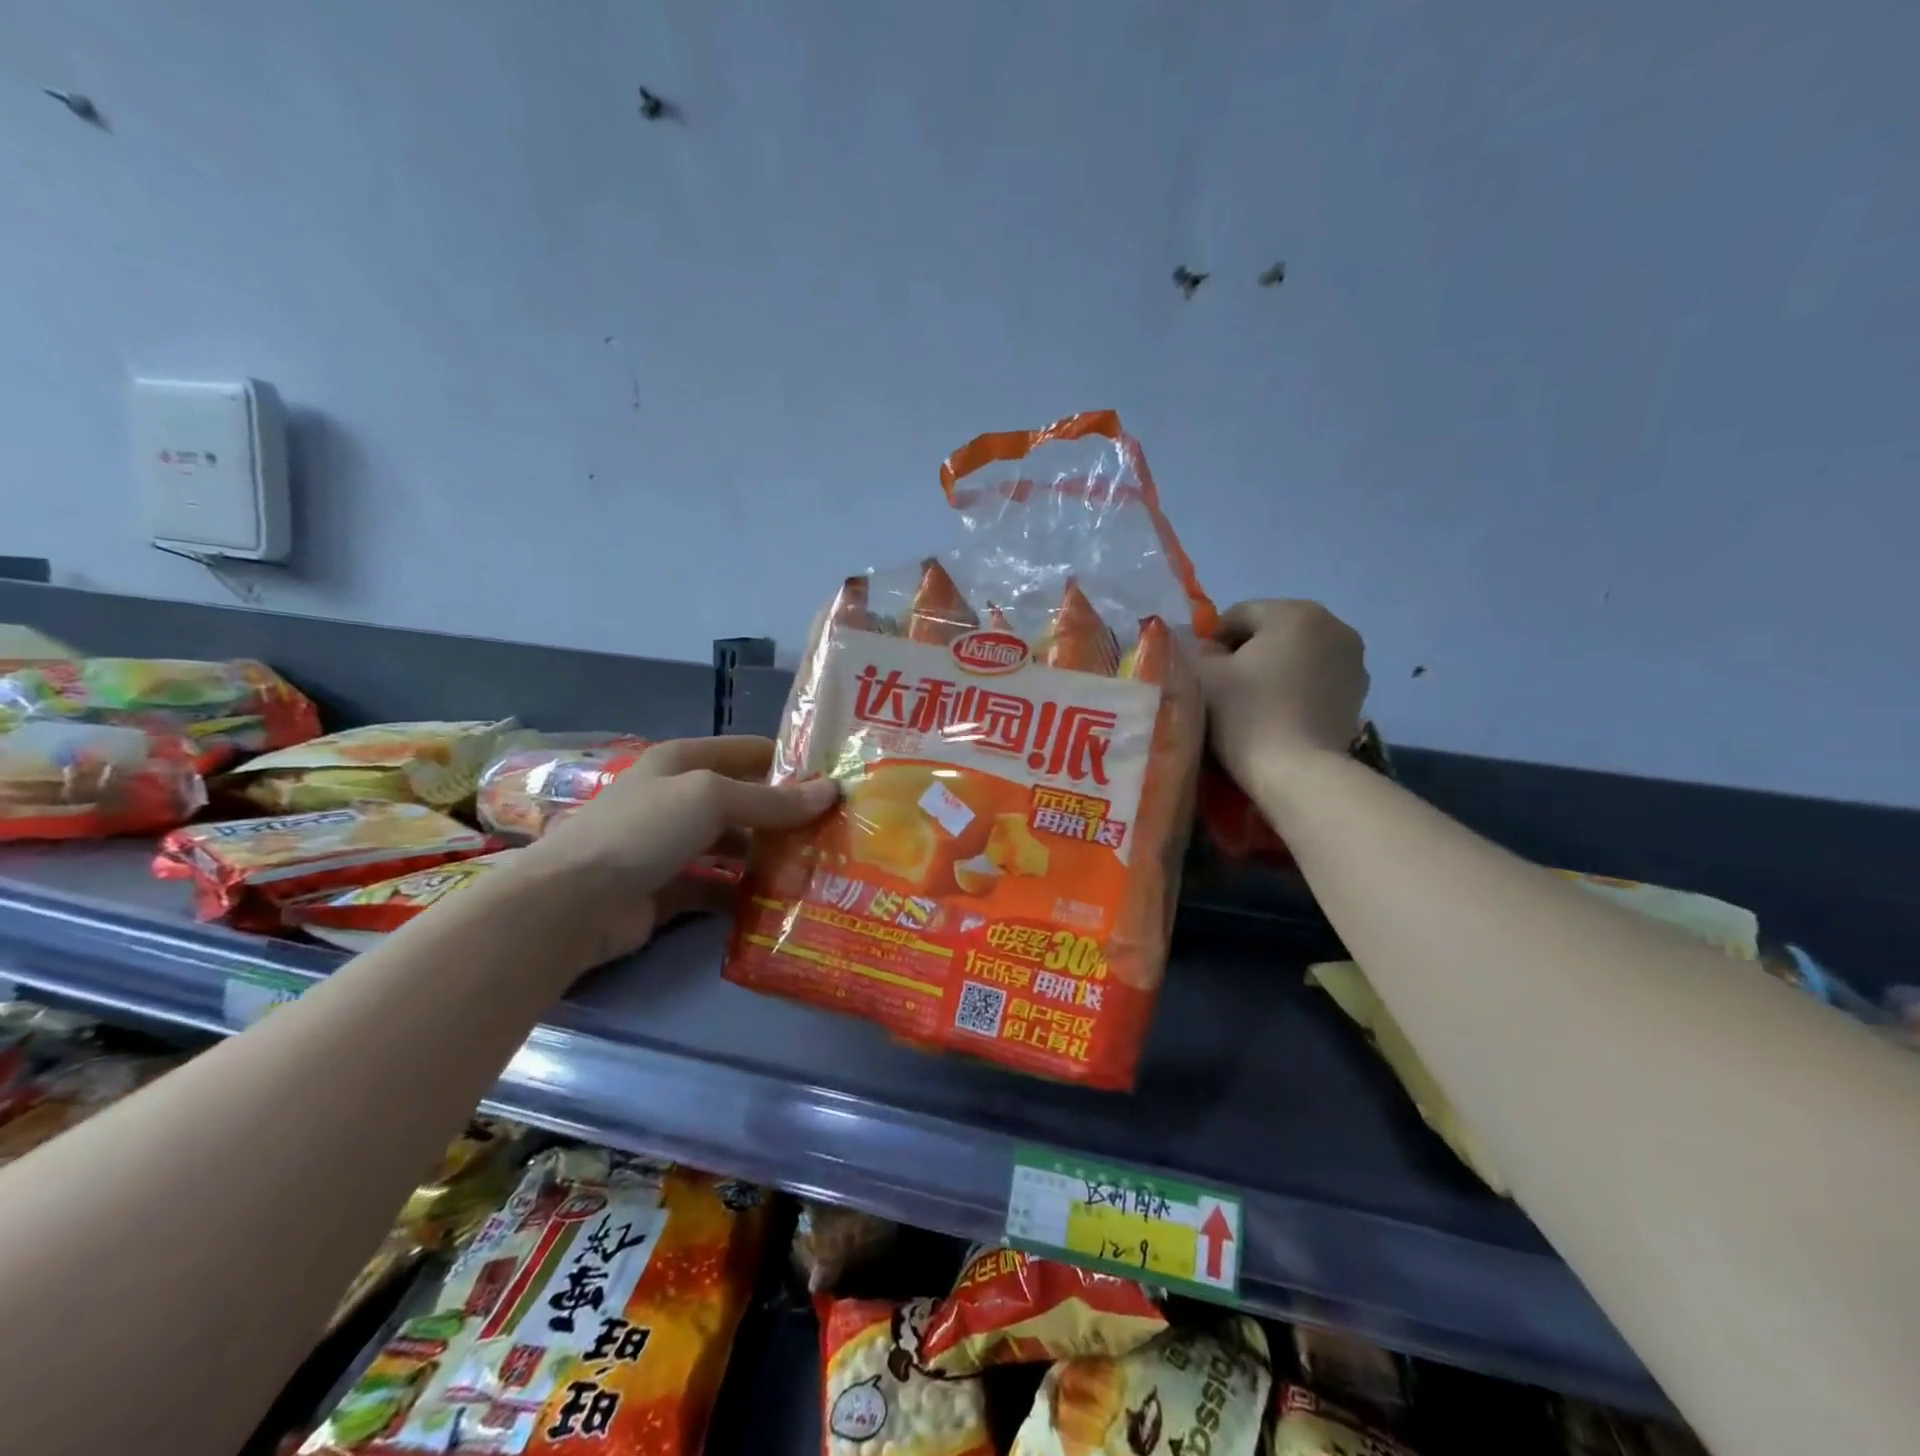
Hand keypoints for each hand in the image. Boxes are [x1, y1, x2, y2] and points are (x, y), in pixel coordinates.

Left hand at [514, 735, 836, 963]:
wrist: (572, 903)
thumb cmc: (644, 830)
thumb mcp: (712, 798)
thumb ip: (772, 799)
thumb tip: (831, 791)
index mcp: (684, 761)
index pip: (749, 751)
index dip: (790, 762)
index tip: (836, 780)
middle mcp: (680, 798)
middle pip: (745, 801)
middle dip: (787, 815)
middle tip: (837, 831)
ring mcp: (674, 845)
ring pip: (735, 846)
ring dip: (770, 856)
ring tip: (819, 868)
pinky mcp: (671, 889)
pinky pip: (720, 887)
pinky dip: (746, 894)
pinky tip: (782, 903)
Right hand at [1197, 599, 1369, 788]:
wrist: (1297, 772)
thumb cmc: (1245, 715)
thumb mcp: (1202, 675)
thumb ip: (1199, 651)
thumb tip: (1211, 652)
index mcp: (1293, 612)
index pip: (1238, 615)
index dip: (1212, 643)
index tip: (1204, 676)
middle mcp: (1332, 625)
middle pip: (1271, 630)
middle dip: (1247, 653)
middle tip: (1226, 690)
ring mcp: (1353, 659)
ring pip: (1297, 653)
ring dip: (1274, 669)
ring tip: (1255, 704)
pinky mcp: (1359, 692)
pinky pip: (1317, 677)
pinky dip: (1297, 687)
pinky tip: (1280, 713)